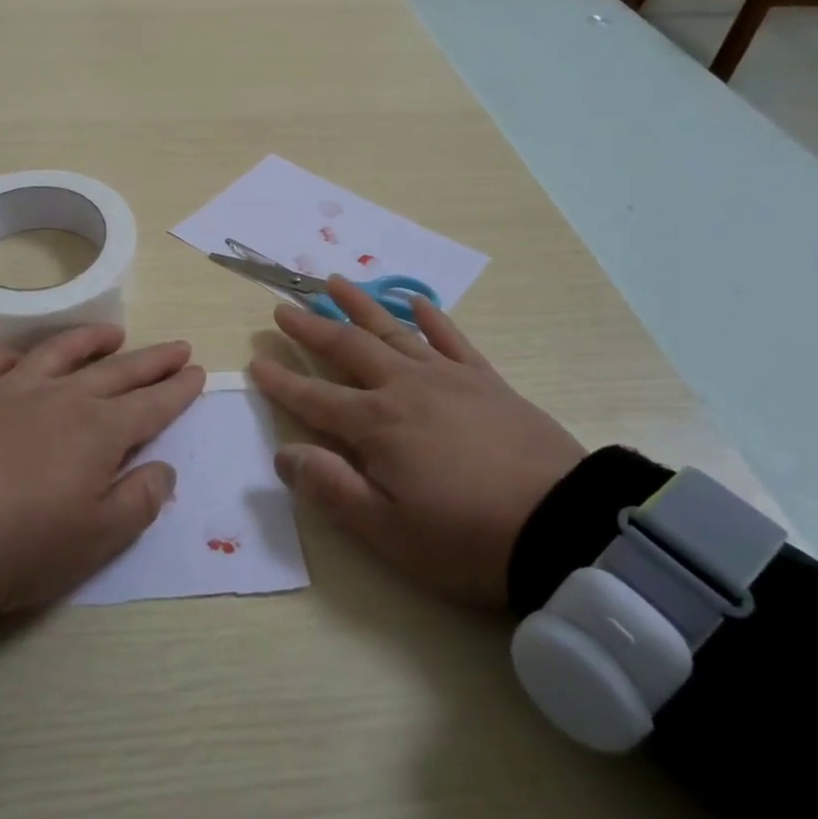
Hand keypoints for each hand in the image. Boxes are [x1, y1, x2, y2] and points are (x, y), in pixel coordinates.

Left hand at [0, 325, 203, 614]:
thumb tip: (164, 468)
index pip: (152, 405)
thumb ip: (140, 500)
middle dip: (153, 360)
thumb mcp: (98, 538)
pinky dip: (16, 352)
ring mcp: (16, 389)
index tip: (197, 372)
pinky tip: (23, 354)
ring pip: (62, 351)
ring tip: (114, 333)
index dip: (178, 389)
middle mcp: (65, 397)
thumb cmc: (25, 543)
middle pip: (119, 371)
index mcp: (101, 431)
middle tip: (178, 346)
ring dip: (92, 340)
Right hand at [247, 277, 585, 608]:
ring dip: (359, 305)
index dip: (281, 381)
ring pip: (391, 331)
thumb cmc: (465, 537)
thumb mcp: (387, 530)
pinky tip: (414, 301)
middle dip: (311, 328)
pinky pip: (451, 338)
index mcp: (375, 425)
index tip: (255, 361)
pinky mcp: (485, 380)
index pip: (314, 398)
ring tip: (334, 281)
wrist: (562, 527)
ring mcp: (446, 378)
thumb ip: (331, 488)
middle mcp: (403, 388)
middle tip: (284, 307)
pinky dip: (429, 316)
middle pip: (347, 349)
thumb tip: (283, 454)